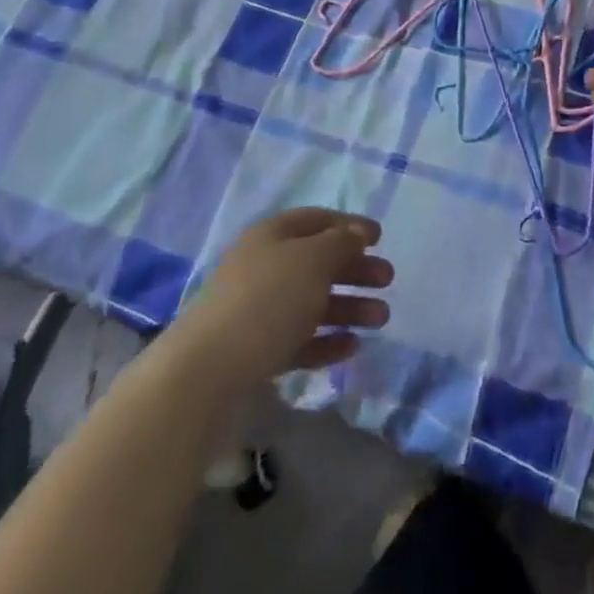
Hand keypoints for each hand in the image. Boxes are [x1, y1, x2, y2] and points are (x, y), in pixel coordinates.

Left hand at [171, 208, 393, 392]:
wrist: (205, 373)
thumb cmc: (266, 301)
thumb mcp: (312, 260)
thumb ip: (341, 243)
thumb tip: (357, 232)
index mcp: (272, 236)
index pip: (316, 220)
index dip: (349, 225)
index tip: (380, 238)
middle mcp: (264, 267)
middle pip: (317, 262)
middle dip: (355, 269)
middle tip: (387, 280)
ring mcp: (258, 311)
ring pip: (312, 302)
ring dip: (349, 307)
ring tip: (381, 319)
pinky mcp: (257, 352)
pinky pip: (300, 339)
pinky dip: (327, 339)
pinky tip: (352, 347)